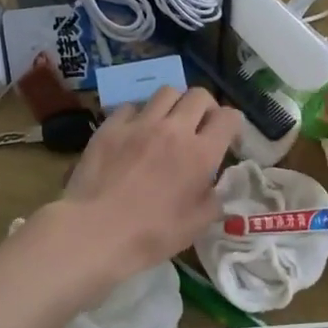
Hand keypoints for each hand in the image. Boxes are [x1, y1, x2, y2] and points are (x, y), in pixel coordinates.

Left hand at [61, 86, 241, 275]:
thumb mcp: (197, 226)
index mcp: (200, 154)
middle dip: (205, 108)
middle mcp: (174, 129)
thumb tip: (215, 186)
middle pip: (199, 95)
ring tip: (168, 124)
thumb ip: (214, 199)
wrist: (95, 232)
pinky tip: (134, 133)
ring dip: (174, 105)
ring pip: (167, 92)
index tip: (227, 139)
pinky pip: (132, 106)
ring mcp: (140, 124)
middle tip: (199, 127)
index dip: (233, 125)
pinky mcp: (111, 126)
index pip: (228, 117)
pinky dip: (139, 115)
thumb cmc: (151, 235)